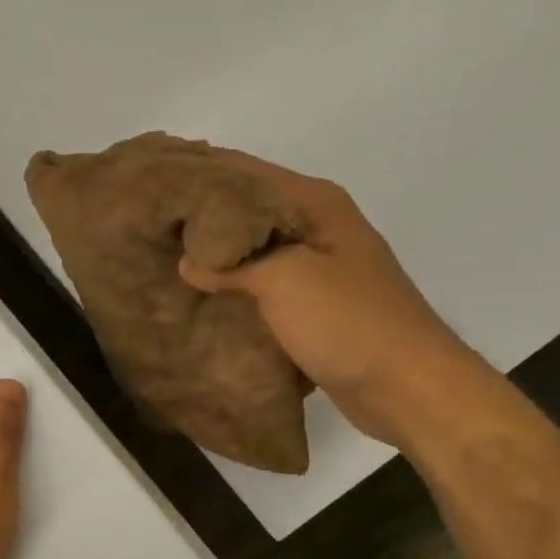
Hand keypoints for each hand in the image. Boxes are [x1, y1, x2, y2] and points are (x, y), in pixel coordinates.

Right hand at [176, 150, 481, 444]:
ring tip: (167, 258)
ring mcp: (319, 267)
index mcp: (315, 203)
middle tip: (152, 223)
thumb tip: (188, 262)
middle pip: (248, 209)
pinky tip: (202, 297)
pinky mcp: (315, 305)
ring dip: (218, 254)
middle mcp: (318, 226)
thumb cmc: (348, 322)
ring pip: (255, 249)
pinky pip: (264, 285)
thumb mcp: (284, 281)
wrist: (407, 386)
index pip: (244, 172)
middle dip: (203, 216)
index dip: (200, 173)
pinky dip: (235, 287)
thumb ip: (232, 264)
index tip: (154, 180)